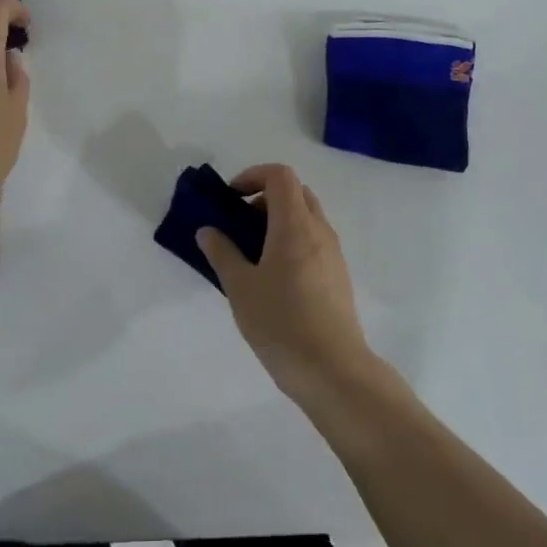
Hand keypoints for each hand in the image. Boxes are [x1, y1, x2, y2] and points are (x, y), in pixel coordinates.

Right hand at [196, 164, 374, 402]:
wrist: (333, 370)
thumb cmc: (281, 323)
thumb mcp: (240, 288)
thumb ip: (222, 253)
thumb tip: (208, 231)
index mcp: (295, 225)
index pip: (280, 176)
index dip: (252, 176)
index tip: (231, 199)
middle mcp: (319, 231)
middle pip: (296, 193)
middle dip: (264, 198)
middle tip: (240, 224)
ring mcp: (333, 254)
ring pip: (307, 218)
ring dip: (279, 221)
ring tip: (251, 253)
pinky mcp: (338, 276)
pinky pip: (314, 241)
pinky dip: (292, 241)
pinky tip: (273, 277)